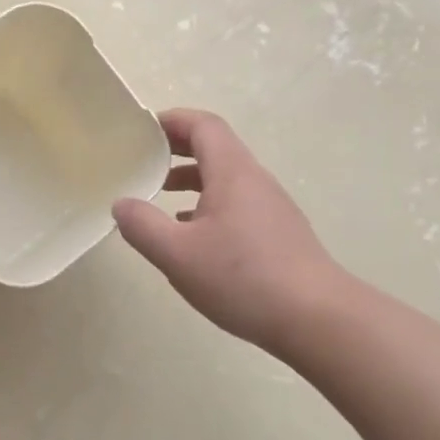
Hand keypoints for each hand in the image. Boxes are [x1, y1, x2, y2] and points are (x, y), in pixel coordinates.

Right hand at [113, 109, 347, 356]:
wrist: (317, 319)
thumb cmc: (243, 278)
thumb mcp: (177, 254)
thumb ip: (142, 225)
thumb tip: (121, 204)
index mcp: (233, 173)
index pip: (203, 126)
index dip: (171, 120)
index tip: (142, 129)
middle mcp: (255, 181)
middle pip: (216, 148)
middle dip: (177, 149)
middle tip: (143, 159)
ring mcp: (271, 208)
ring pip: (225, 179)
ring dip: (191, 179)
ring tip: (160, 196)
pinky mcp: (278, 234)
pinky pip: (236, 204)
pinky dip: (208, 205)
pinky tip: (192, 236)